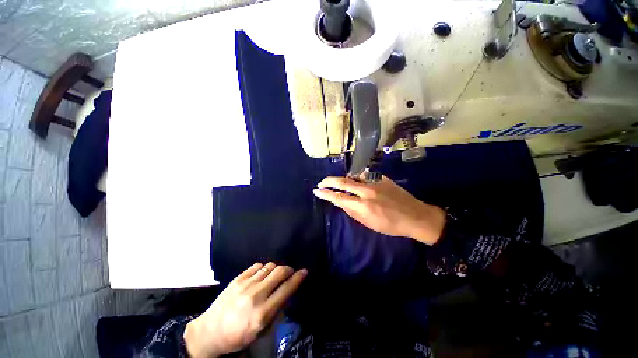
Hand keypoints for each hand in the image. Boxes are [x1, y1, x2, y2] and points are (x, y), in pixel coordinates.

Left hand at [184, 263, 307, 357]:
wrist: (209, 333)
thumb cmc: (237, 336)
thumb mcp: (260, 331)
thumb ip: (276, 310)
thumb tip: (288, 291)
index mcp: (263, 312)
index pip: (287, 288)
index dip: (298, 278)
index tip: (304, 271)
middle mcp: (256, 295)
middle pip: (280, 272)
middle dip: (288, 270)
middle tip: (289, 273)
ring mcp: (246, 285)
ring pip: (270, 266)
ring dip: (276, 268)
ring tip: (275, 274)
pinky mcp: (237, 279)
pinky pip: (257, 266)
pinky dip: (263, 268)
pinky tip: (262, 274)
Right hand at [313, 176, 445, 244]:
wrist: (415, 216)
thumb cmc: (390, 225)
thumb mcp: (369, 223)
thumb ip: (352, 211)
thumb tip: (341, 202)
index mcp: (363, 206)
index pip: (338, 197)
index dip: (326, 194)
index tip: (317, 191)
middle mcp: (367, 191)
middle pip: (343, 182)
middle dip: (329, 181)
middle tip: (321, 182)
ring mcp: (375, 182)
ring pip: (353, 176)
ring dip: (344, 179)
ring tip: (339, 183)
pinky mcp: (382, 177)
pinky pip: (365, 176)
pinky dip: (357, 179)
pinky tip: (357, 182)